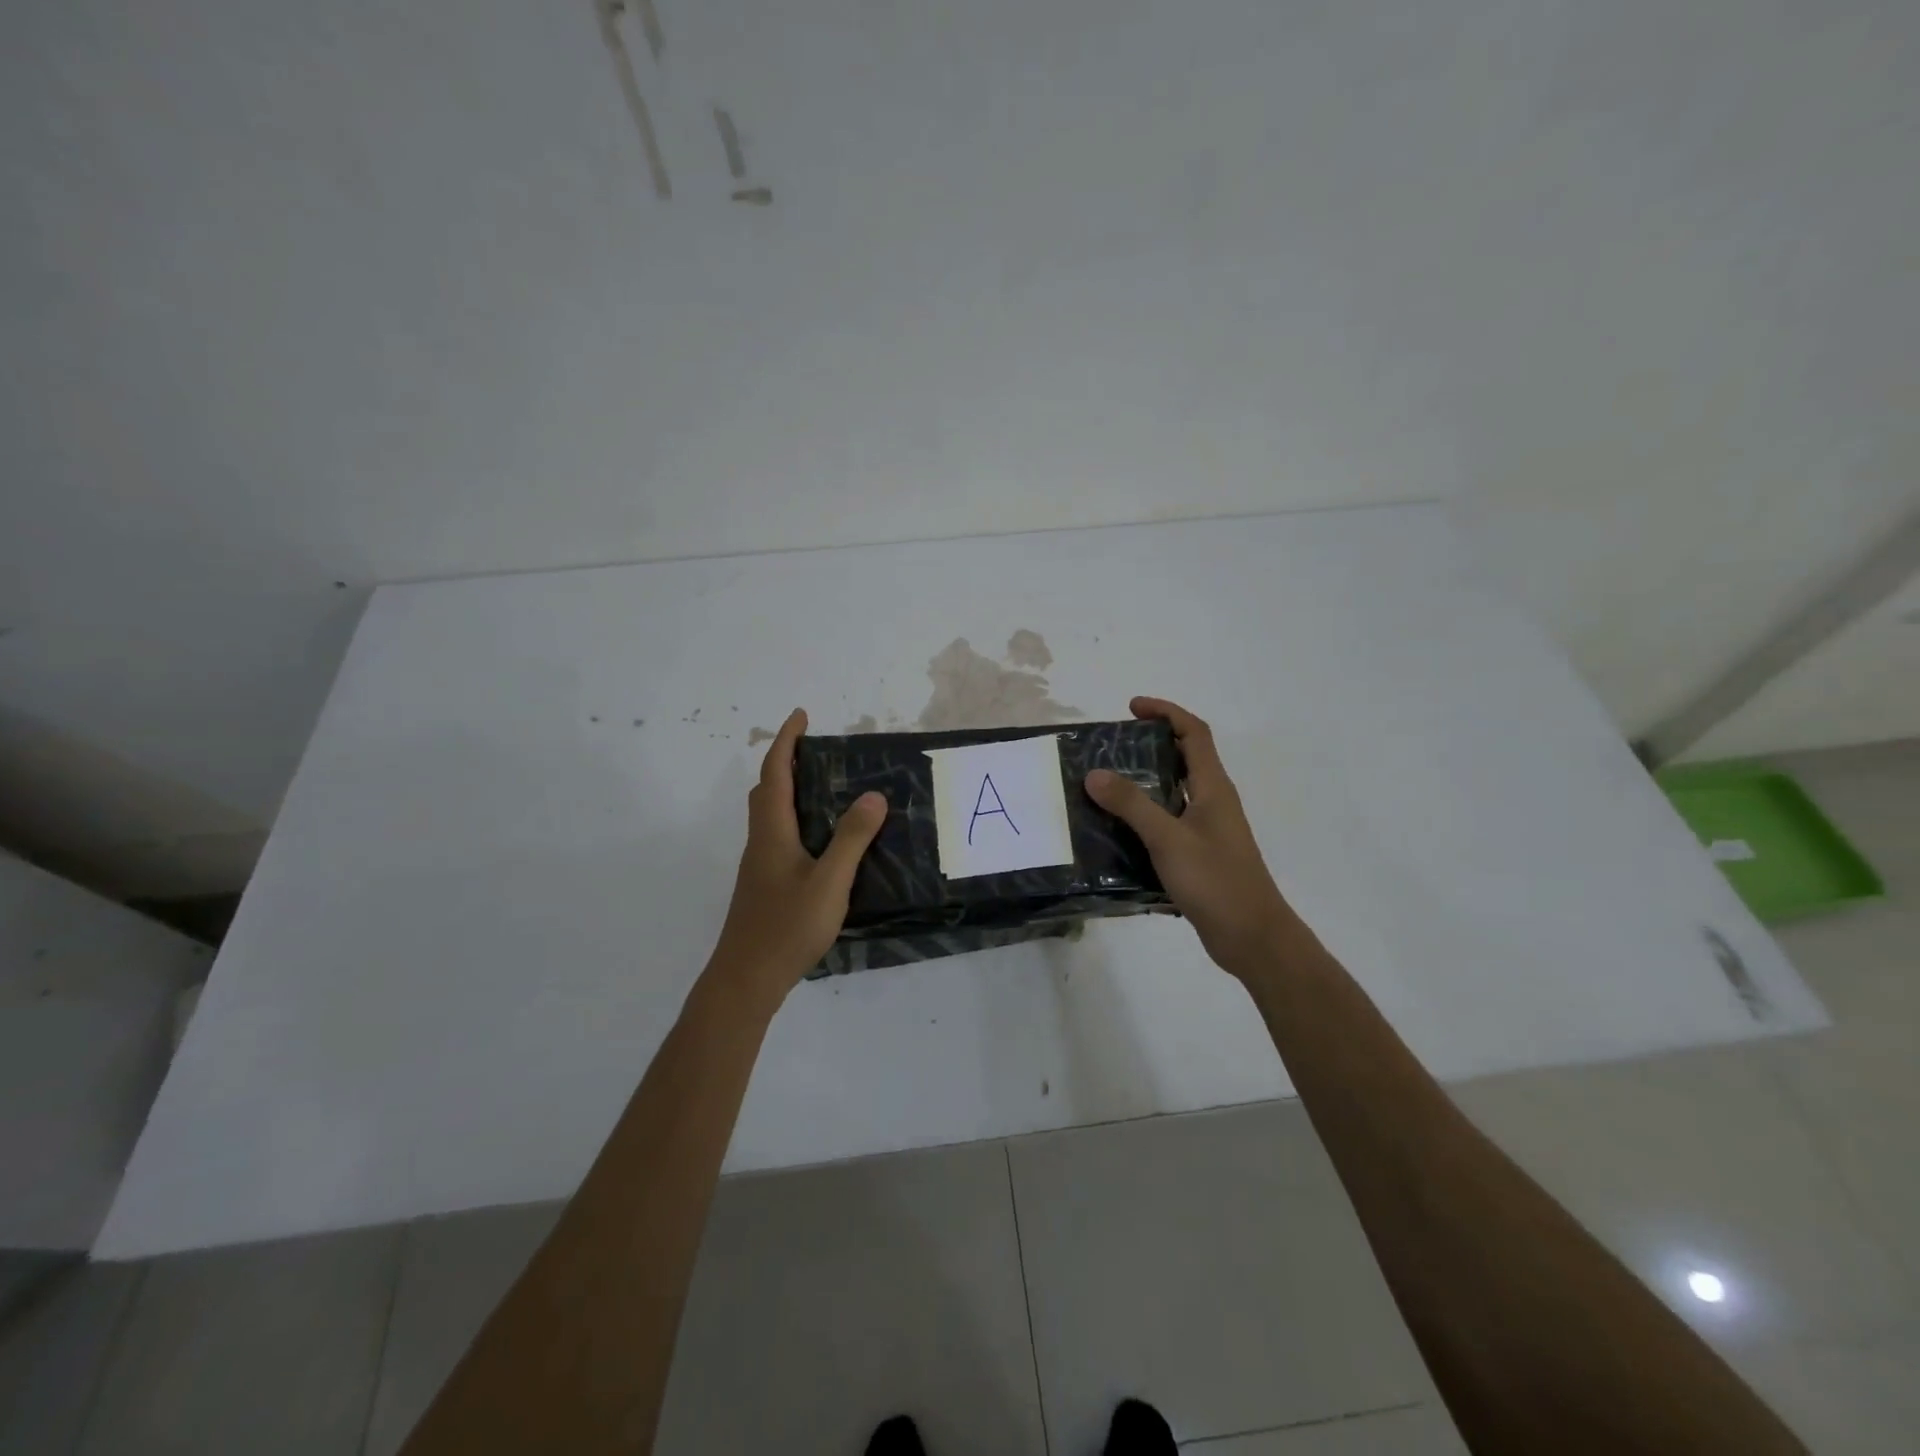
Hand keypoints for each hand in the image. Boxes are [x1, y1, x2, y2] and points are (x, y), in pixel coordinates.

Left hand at [708, 708, 886, 1007]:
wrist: (746, 980)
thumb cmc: (786, 928)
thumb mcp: (829, 882)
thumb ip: (851, 839)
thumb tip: (872, 795)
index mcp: (773, 832)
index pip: (775, 774)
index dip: (786, 741)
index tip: (801, 716)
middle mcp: (761, 842)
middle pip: (766, 791)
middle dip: (786, 762)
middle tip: (816, 752)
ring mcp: (760, 866)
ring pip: (770, 815)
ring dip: (789, 791)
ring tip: (825, 789)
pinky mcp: (765, 885)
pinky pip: (779, 836)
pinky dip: (796, 820)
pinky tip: (821, 841)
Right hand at [1085, 697, 1294, 978]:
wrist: (1252, 937)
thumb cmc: (1216, 880)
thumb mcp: (1168, 839)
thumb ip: (1131, 805)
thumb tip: (1094, 773)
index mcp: (1213, 787)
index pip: (1193, 733)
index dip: (1166, 712)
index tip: (1132, 708)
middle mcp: (1213, 802)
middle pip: (1184, 758)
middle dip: (1150, 745)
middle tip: (1111, 749)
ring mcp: (1208, 830)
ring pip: (1174, 792)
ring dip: (1144, 783)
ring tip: (1104, 786)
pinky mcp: (1199, 855)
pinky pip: (1168, 822)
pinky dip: (1144, 817)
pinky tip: (1116, 832)